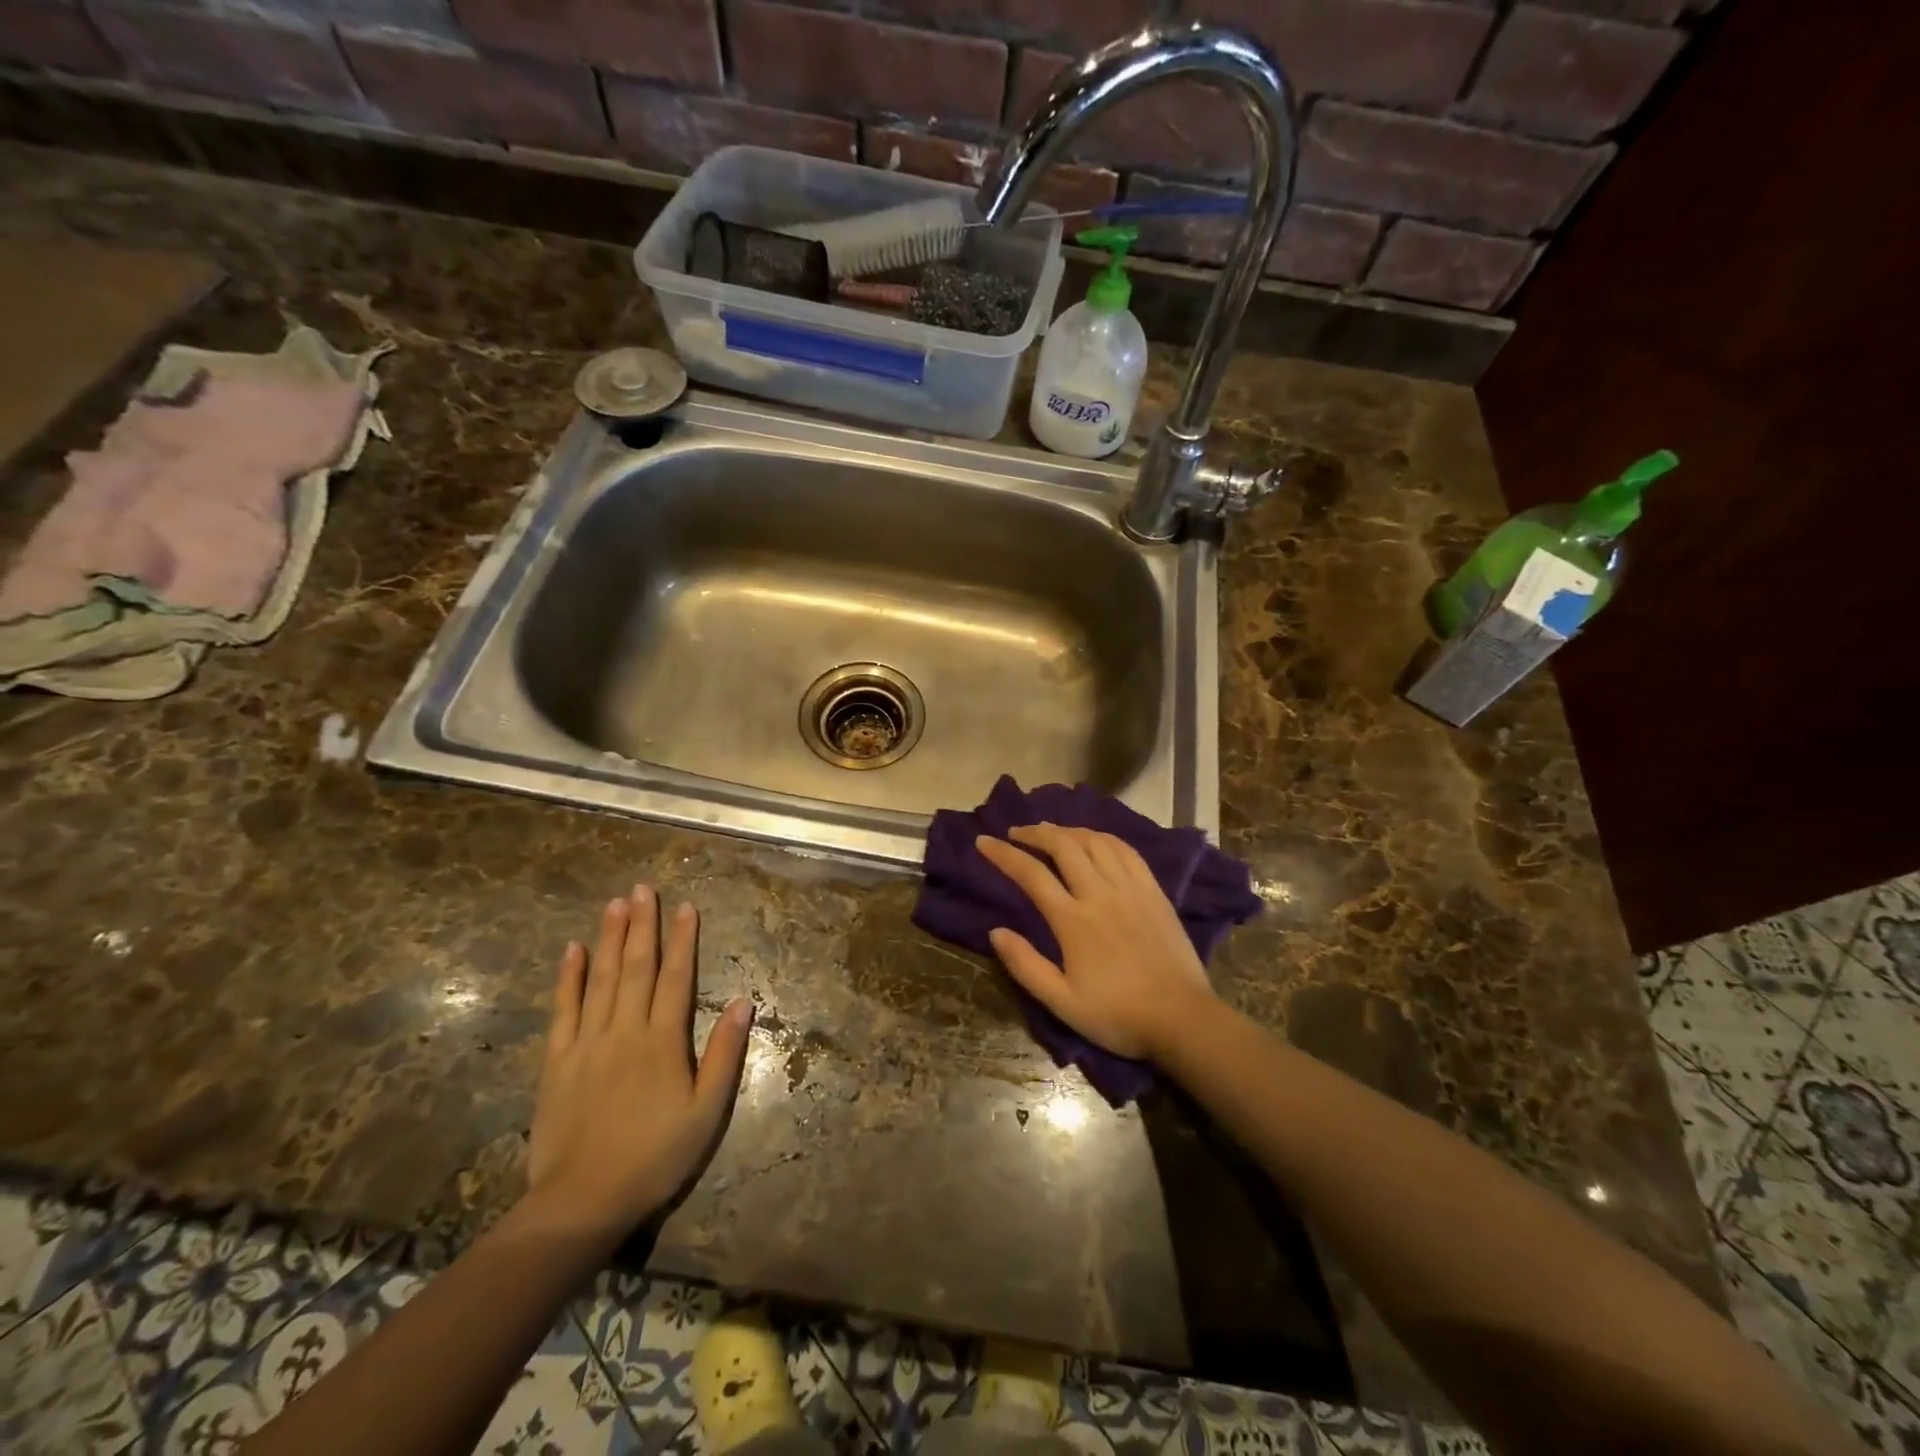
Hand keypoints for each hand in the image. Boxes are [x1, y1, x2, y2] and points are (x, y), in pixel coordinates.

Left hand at [526, 888, 753, 1241]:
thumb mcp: (706, 1112)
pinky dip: (569, 977)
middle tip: (643, 888)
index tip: (686, 906)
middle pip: (636, 967)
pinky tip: (573, 950)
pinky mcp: (557, 1061)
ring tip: (614, 903)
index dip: (682, 939)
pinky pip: (563, 1009)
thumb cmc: (655, 1156)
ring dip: (609, 938)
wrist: (582, 1201)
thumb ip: (724, 1054)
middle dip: (642, 925)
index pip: (676, 977)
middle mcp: (625, 1030)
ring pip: (601, 978)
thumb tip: (742, 1001)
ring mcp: (587, 1043)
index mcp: (663, 1041)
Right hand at [976, 824, 1216, 1060]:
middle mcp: (1100, 893)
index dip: (1004, 854)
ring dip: (1068, 830)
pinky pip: (1127, 851)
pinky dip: (1105, 838)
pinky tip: (1096, 839)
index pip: (1031, 873)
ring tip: (1052, 832)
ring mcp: (1130, 889)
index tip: (984, 841)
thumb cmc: (1117, 1015)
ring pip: (1095, 842)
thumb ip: (1026, 965)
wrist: (1181, 1019)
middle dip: (1035, 833)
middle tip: (1017, 832)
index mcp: (1073, 920)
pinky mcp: (1154, 892)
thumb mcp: (1062, 1002)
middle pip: (1063, 846)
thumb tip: (995, 931)